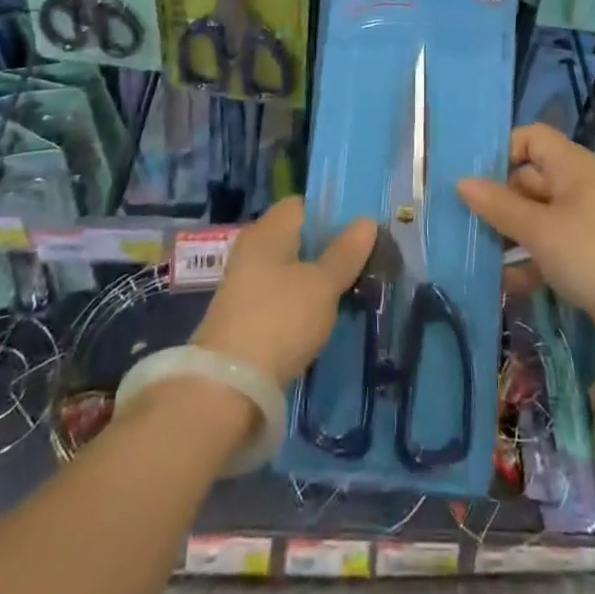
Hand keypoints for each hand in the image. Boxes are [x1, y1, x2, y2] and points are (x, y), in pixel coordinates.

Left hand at [192, 198, 376, 387]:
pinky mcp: (245, 318)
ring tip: (352, 288)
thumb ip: (345, 253)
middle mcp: (253, 250)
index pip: (302, 204)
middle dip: (328, 248)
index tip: (360, 228)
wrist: (227, 388)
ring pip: (290, 270)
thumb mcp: (322, 285)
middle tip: (364, 259)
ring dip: (316, 278)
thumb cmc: (279, 320)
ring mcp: (246, 285)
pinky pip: (281, 297)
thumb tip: (367, 220)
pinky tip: (324, 316)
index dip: (331, 212)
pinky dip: (302, 302)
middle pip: (297, 238)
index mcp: (268, 230)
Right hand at [458, 125, 594, 348]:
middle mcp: (577, 184)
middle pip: (530, 177)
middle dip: (498, 198)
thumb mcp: (537, 228)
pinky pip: (551, 244)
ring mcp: (585, 219)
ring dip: (510, 232)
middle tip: (465, 219)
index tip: (475, 179)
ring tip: (477, 251)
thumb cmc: (589, 252)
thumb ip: (498, 205)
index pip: (531, 137)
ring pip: (538, 215)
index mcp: (570, 164)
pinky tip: (505, 282)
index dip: (503, 151)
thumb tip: (461, 181)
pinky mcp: (589, 253)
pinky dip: (530, 259)